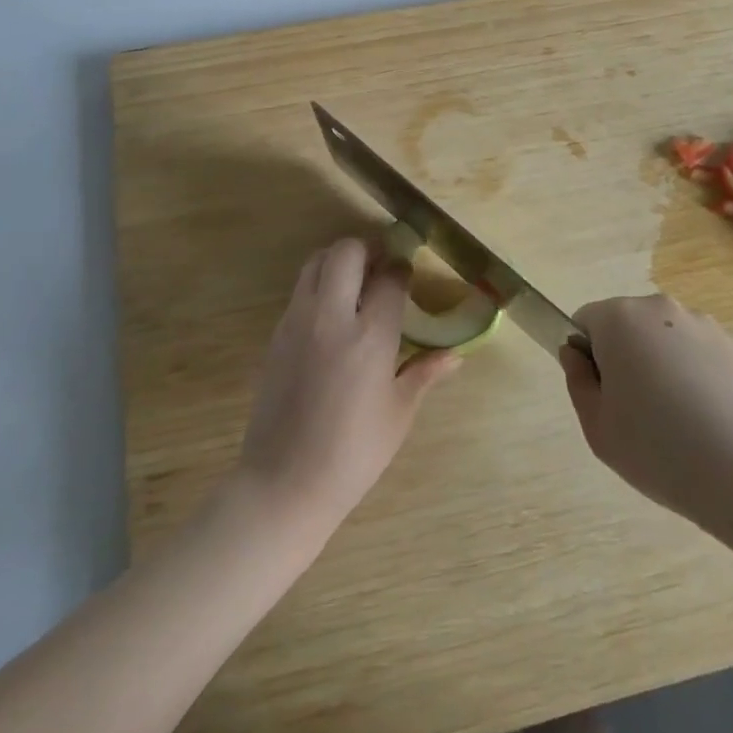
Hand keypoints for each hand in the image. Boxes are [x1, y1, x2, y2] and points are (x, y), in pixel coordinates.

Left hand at [236, 237, 460, 531]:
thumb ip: (425, 373)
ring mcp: (298, 321)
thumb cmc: (353, 453)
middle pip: (347, 252)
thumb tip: (455, 356)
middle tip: (381, 268)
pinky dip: (319, 285)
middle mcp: (332, 316)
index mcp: (370, 336)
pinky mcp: (276, 333)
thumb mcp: (398, 414)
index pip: (389, 278)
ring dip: (338, 261)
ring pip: (316, 261)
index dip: (402, 269)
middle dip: (368, 250)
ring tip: (355, 283)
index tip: (407, 274)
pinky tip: (332, 315)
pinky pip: (300, 290)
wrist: (284, 482)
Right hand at [560, 294, 732, 526]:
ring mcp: (699, 322)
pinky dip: (692, 372)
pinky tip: (706, 415)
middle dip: (624, 357)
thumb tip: (574, 353)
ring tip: (678, 417)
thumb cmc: (657, 448)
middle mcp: (657, 307)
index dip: (588, 358)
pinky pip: (695, 351)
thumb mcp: (597, 427)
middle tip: (637, 412)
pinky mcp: (732, 343)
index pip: (585, 322)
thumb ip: (577, 381)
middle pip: (624, 325)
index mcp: (618, 319)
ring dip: (660, 363)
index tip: (604, 397)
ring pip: (662, 337)